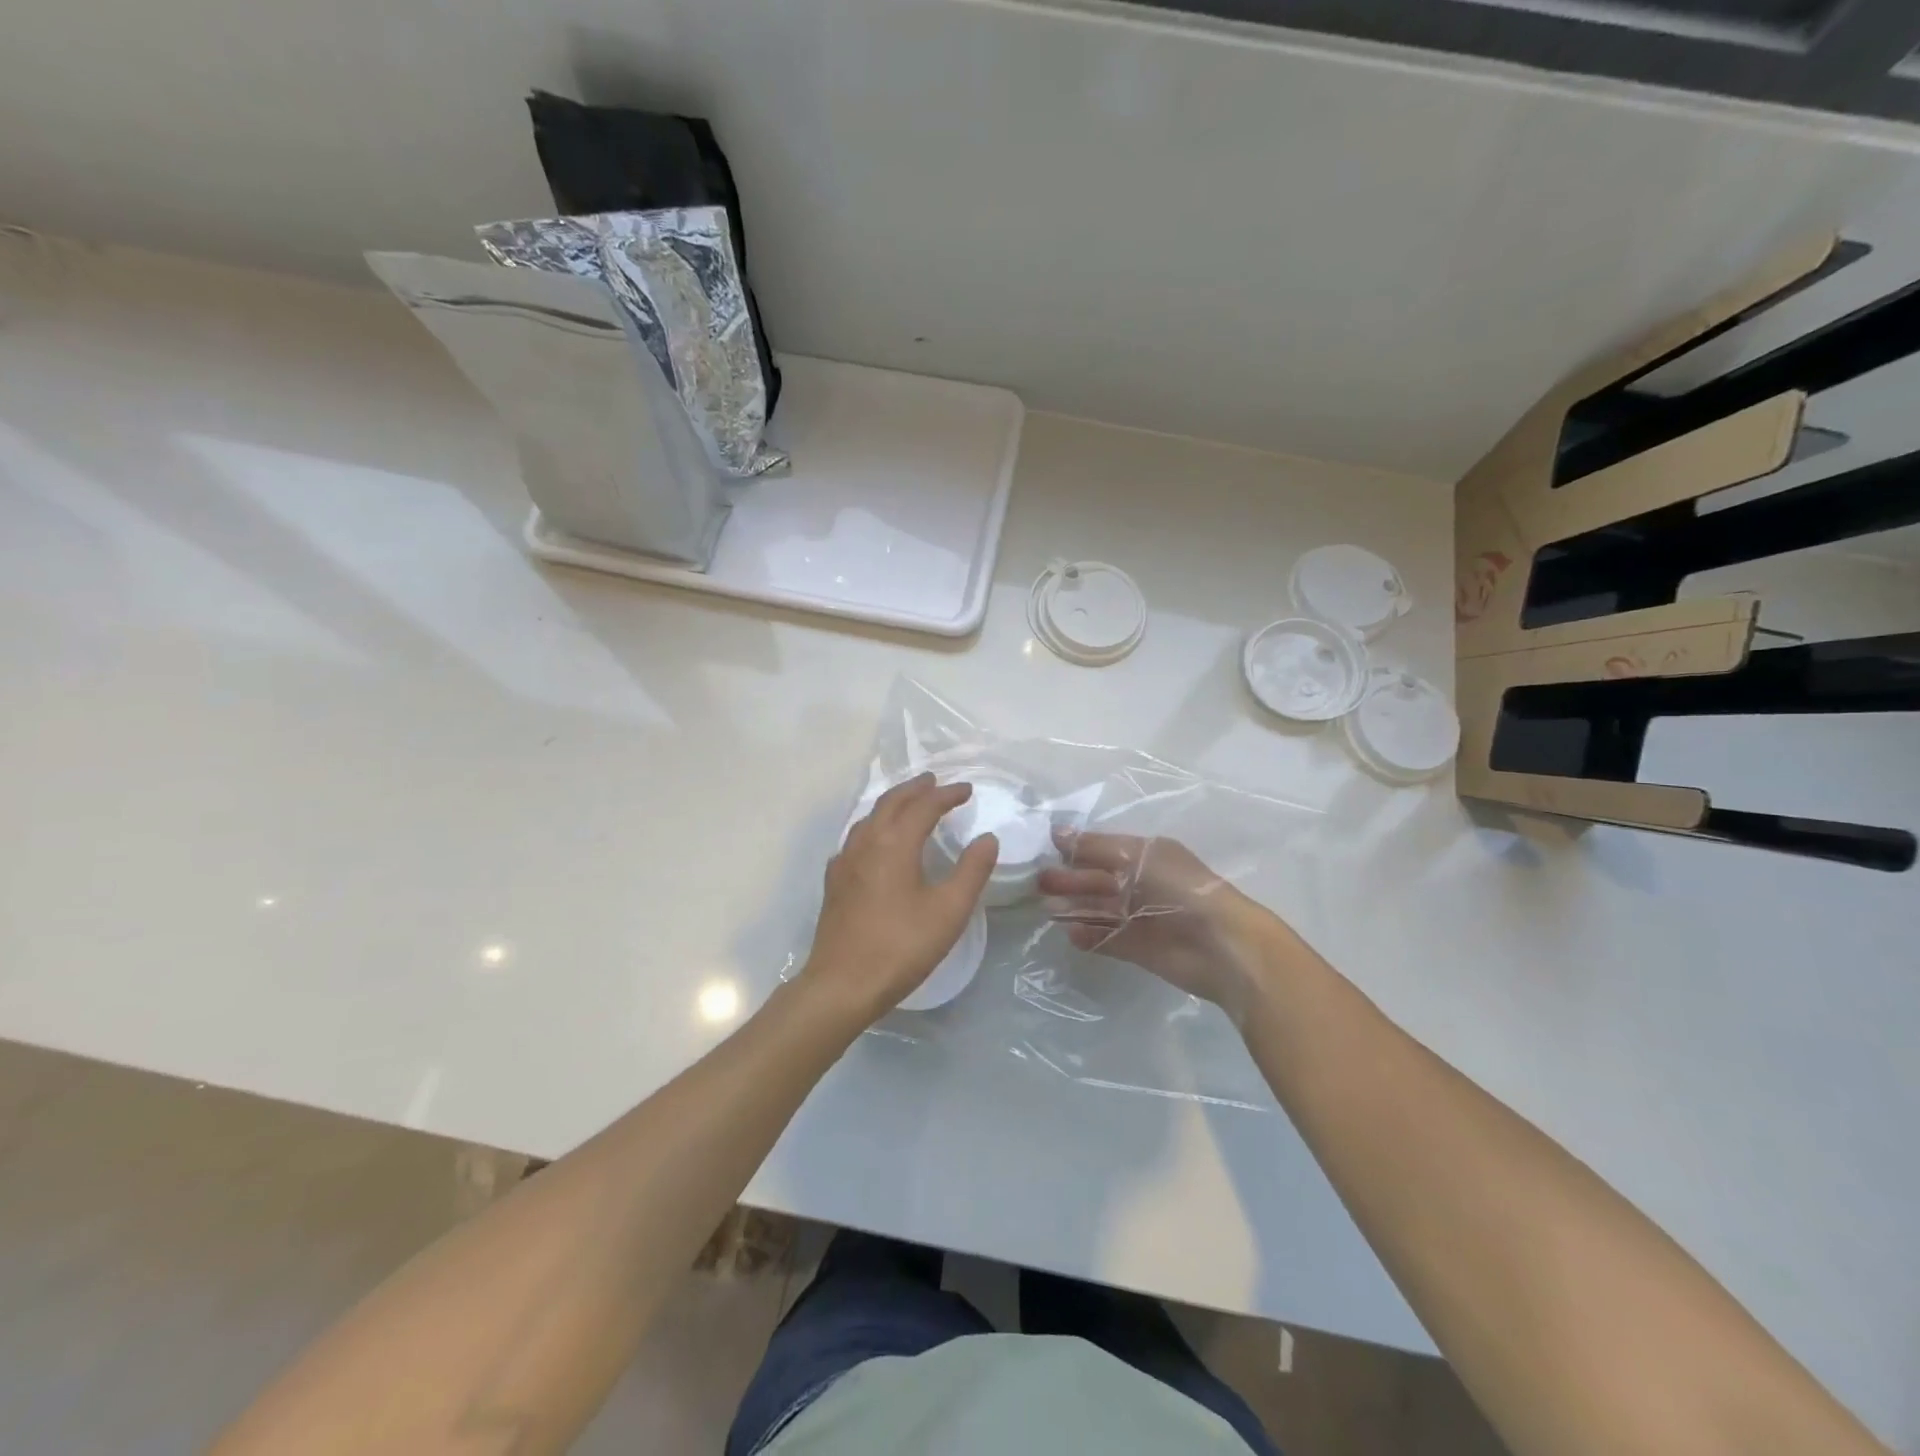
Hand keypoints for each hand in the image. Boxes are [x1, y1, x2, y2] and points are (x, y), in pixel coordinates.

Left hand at [803, 773, 998, 1023]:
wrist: (842, 984)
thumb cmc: (901, 946)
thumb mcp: (948, 911)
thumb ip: (971, 870)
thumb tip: (987, 838)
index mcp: (894, 843)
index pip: (924, 806)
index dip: (947, 795)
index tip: (967, 790)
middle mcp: (865, 843)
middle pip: (891, 802)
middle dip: (915, 789)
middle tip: (934, 782)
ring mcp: (844, 861)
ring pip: (869, 818)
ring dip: (892, 804)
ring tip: (909, 804)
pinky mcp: (834, 882)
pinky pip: (856, 839)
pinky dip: (874, 827)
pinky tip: (876, 843)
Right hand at [1037, 829, 1280, 1020]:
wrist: (1220, 944)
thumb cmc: (1180, 888)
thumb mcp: (1137, 856)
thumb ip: (1094, 846)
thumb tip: (1056, 832)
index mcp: (1147, 855)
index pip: (1103, 848)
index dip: (1076, 848)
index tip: (1044, 849)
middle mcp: (1142, 883)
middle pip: (1098, 879)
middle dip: (1070, 879)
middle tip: (1039, 882)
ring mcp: (1140, 917)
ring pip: (1099, 909)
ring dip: (1074, 908)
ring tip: (1046, 909)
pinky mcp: (1138, 948)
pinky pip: (1106, 938)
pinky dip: (1088, 936)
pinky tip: (1070, 934)